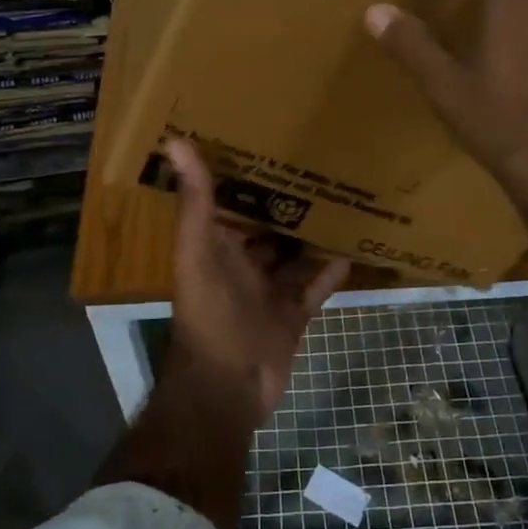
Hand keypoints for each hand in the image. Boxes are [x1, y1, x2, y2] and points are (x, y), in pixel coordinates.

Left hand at [165, 139, 350, 423]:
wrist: (229, 388)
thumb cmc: (211, 315)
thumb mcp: (199, 252)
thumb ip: (194, 202)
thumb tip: (174, 140)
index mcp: (216, 247)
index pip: (230, 203)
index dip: (246, 177)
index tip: (271, 143)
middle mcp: (242, 266)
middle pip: (267, 228)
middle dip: (288, 204)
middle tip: (320, 167)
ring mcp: (269, 292)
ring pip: (294, 256)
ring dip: (313, 235)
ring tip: (343, 200)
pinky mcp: (293, 316)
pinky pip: (316, 287)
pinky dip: (331, 270)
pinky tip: (353, 246)